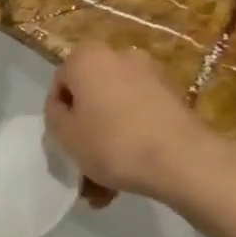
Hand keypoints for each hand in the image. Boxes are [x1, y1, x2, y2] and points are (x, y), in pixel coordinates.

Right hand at [45, 45, 235, 206]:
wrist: (181, 159)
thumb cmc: (112, 142)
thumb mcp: (64, 134)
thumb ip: (54, 116)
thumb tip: (63, 107)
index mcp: (87, 57)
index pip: (61, 83)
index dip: (58, 114)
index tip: (65, 140)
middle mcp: (120, 56)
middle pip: (92, 94)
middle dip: (87, 127)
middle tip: (84, 160)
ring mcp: (151, 74)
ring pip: (117, 108)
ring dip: (109, 138)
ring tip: (108, 180)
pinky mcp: (174, 95)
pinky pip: (141, 115)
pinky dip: (134, 135)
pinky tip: (132, 169)